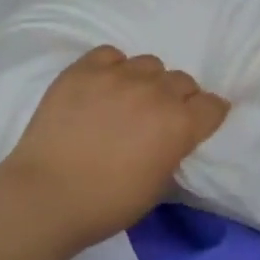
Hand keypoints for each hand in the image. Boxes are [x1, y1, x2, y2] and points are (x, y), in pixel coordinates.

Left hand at [0, 46, 230, 250]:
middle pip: (183, 81)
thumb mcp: (158, 186)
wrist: (46, 196)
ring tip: (128, 100)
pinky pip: (111, 54)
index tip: (198, 124)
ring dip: (147, 81)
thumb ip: (173, 152)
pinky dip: (113, 68)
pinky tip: (102, 87)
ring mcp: (118, 76)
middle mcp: (155, 92)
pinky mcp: (83, 70)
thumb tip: (172, 138)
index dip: (207, 116)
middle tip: (159, 117)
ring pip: (149, 64)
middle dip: (178, 98)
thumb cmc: (107, 204)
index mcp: (179, 125)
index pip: (213, 105)